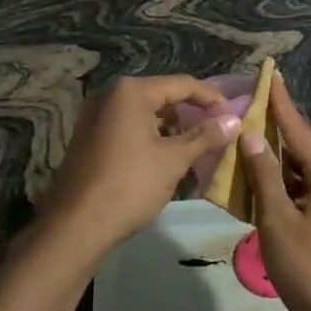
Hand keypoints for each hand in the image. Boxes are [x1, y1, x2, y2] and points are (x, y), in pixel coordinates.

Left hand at [39, 75, 241, 261]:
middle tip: (217, 131)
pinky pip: (127, 127)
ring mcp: (95, 116)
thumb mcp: (173, 160)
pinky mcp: (88, 138)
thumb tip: (234, 120)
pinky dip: (149, 136)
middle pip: (161, 96)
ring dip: (171, 127)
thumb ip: (205, 136)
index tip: (234, 115)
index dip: (211, 99)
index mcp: (131, 92)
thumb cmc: (130, 185)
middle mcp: (109, 95)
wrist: (76, 225)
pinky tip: (165, 157)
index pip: (182, 85)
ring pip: (143, 113)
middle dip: (190, 113)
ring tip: (195, 147)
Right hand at [237, 76, 310, 310]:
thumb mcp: (278, 220)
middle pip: (299, 150)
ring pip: (298, 174)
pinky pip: (301, 194)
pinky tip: (256, 186)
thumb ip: (264, 175)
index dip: (280, 102)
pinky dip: (279, 187)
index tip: (268, 74)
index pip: (299, 129)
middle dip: (272, 131)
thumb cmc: (309, 269)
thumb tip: (253, 135)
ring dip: (272, 163)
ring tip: (242, 143)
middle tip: (244, 109)